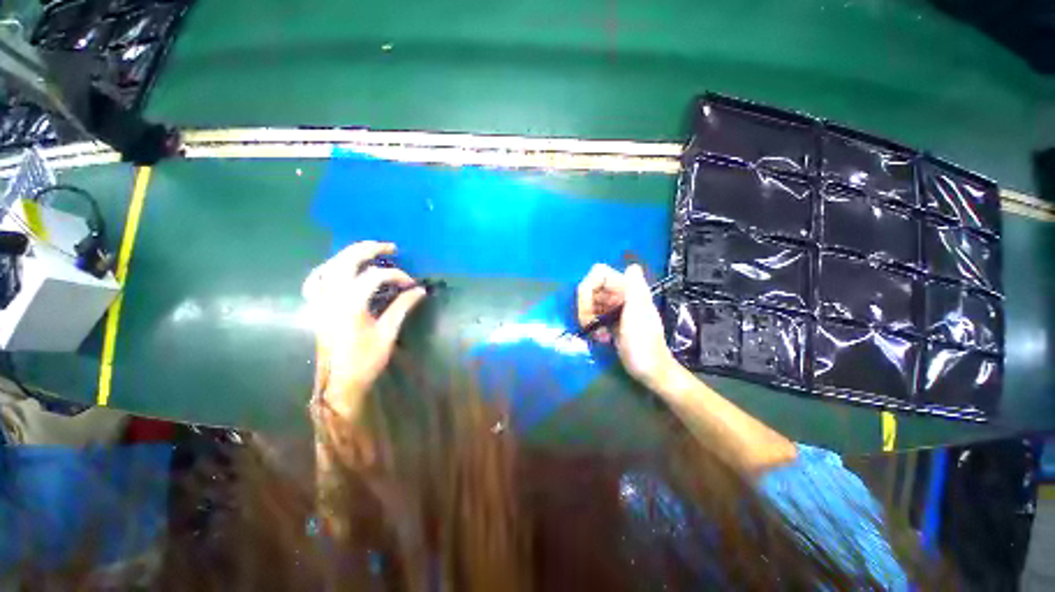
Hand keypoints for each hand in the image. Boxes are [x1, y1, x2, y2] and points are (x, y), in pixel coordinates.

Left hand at [303, 241, 425, 417]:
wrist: (339, 383)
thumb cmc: (364, 362)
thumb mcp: (386, 335)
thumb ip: (401, 308)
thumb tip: (419, 291)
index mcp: (352, 302)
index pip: (376, 275)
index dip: (397, 276)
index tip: (411, 284)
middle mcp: (333, 294)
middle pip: (350, 258)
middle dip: (371, 249)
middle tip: (390, 248)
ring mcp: (321, 299)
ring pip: (331, 264)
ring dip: (349, 254)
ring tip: (366, 251)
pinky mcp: (315, 306)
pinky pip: (314, 280)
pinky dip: (325, 269)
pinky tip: (335, 268)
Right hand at [576, 263, 675, 389]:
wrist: (651, 371)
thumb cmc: (644, 344)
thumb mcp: (639, 314)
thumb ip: (635, 289)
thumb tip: (632, 266)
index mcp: (629, 289)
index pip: (599, 274)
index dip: (588, 288)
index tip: (589, 308)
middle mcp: (623, 295)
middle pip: (592, 288)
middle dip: (586, 307)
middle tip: (591, 325)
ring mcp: (617, 309)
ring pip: (591, 303)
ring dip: (588, 318)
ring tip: (599, 336)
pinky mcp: (613, 323)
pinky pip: (595, 317)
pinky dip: (593, 327)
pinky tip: (602, 339)